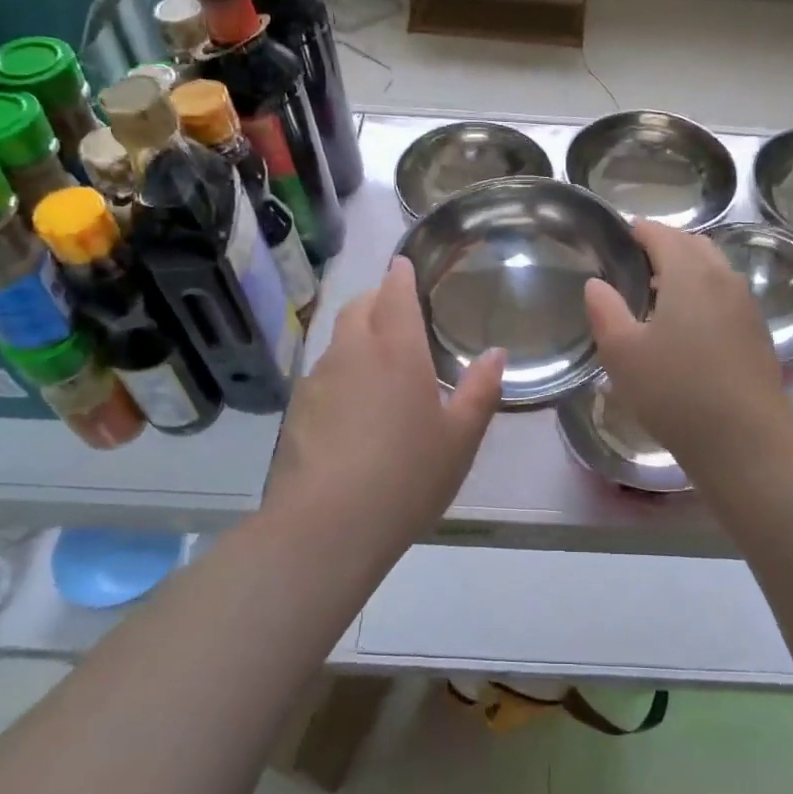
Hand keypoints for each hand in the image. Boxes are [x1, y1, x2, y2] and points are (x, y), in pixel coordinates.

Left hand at [265, 257, 504, 540]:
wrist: (326, 527)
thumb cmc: (406, 476)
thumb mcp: (460, 439)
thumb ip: (480, 391)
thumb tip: (496, 355)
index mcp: (396, 350)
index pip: (393, 291)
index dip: (400, 274)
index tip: (405, 265)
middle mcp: (352, 352)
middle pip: (358, 306)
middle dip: (376, 299)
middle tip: (398, 312)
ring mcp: (317, 380)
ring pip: (338, 341)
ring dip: (357, 338)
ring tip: (380, 365)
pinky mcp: (296, 411)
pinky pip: (323, 376)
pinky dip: (341, 374)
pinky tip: (353, 410)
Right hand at [584, 221, 792, 467]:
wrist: (746, 440)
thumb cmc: (675, 390)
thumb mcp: (622, 352)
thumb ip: (605, 310)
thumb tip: (597, 284)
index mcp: (689, 272)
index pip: (662, 234)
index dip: (639, 231)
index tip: (620, 237)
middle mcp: (724, 278)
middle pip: (693, 245)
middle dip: (665, 246)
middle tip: (636, 266)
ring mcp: (746, 305)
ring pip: (714, 269)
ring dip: (687, 270)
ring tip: (659, 296)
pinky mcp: (758, 332)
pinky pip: (727, 295)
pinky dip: (705, 293)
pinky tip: (689, 326)